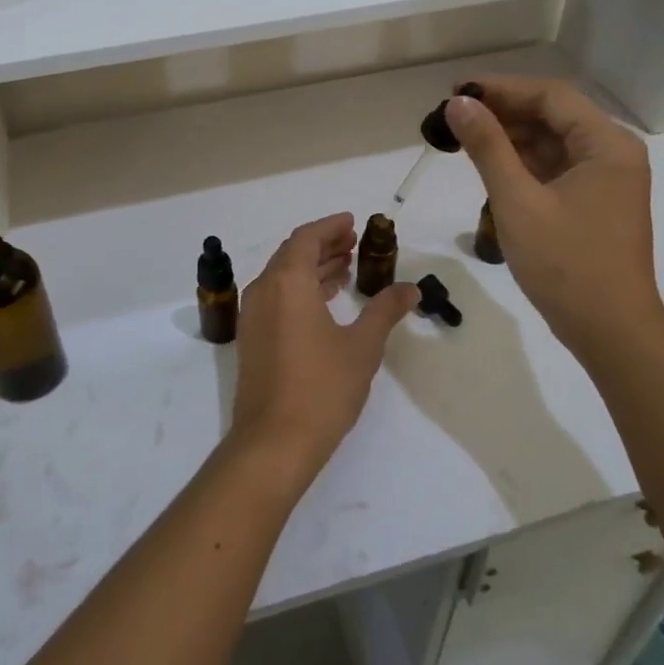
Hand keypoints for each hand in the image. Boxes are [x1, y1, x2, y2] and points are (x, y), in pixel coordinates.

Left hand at [231, 213, 418, 482]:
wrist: (274, 442)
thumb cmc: (322, 387)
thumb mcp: (362, 346)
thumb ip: (385, 311)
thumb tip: (411, 290)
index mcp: (287, 282)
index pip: (306, 238)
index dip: (330, 227)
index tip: (352, 223)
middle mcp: (264, 291)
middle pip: (292, 254)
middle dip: (322, 245)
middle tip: (353, 243)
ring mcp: (253, 316)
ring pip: (282, 277)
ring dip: (312, 268)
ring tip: (344, 268)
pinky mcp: (253, 339)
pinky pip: (276, 298)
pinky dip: (300, 290)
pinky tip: (324, 302)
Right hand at [445, 77, 663, 357]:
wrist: (610, 332)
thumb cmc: (566, 264)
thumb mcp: (518, 201)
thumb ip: (488, 147)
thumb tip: (459, 103)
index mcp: (606, 145)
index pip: (550, 96)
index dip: (501, 88)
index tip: (457, 92)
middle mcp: (612, 153)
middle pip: (553, 116)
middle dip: (503, 112)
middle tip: (454, 116)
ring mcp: (606, 180)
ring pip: (552, 143)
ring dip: (511, 138)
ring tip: (464, 138)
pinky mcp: (595, 203)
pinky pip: (555, 169)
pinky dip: (523, 164)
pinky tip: (490, 166)